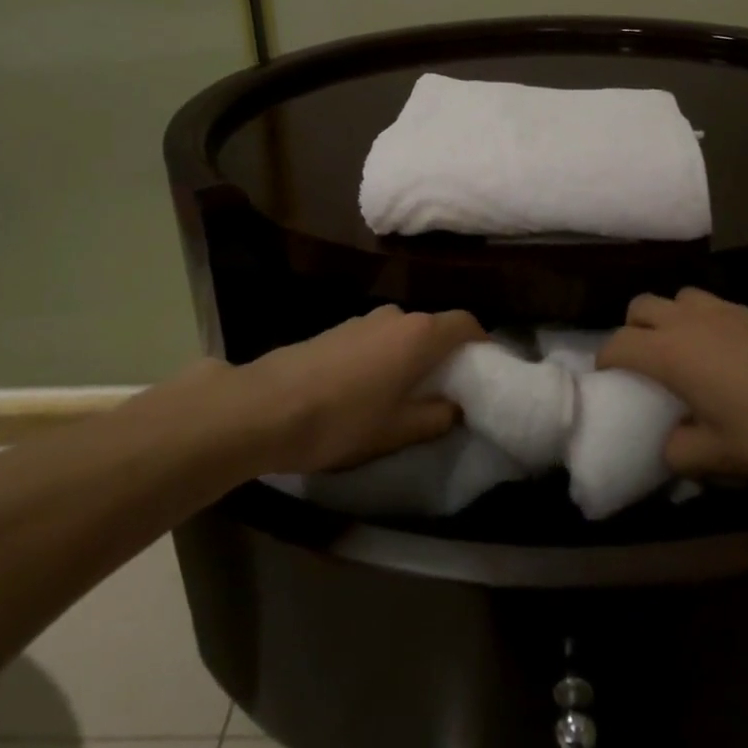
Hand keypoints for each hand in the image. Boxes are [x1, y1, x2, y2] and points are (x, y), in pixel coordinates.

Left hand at [227, 306, 483, 474]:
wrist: (264, 408)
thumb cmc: (342, 420)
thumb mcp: (396, 430)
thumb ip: (434, 417)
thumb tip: (454, 406)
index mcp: (419, 334)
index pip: (465, 324)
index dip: (481, 343)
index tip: (484, 369)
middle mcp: (395, 316)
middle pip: (432, 328)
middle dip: (443, 355)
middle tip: (444, 391)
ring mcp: (362, 320)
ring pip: (402, 333)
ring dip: (410, 356)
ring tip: (402, 393)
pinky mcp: (336, 329)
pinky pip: (375, 338)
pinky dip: (383, 357)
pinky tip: (365, 389)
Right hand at [598, 288, 747, 484]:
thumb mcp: (723, 455)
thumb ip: (683, 451)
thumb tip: (670, 447)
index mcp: (672, 352)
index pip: (619, 344)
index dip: (606, 361)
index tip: (607, 381)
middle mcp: (690, 321)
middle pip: (642, 307)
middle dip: (632, 330)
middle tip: (643, 365)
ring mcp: (725, 309)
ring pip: (678, 298)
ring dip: (669, 319)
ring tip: (683, 353)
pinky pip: (711, 305)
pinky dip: (702, 322)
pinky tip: (724, 354)